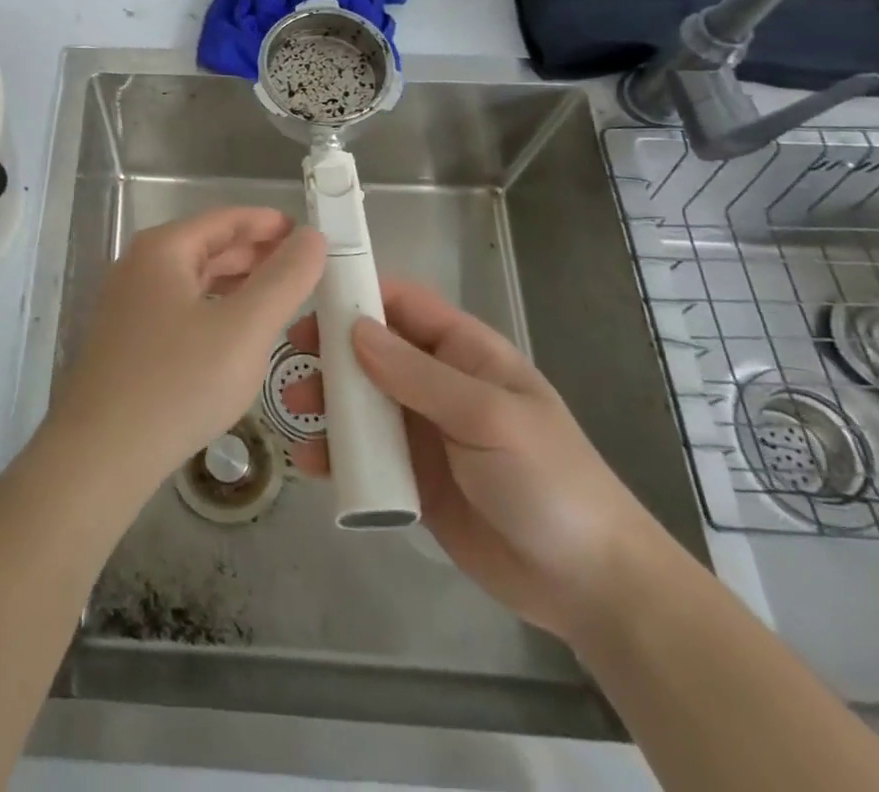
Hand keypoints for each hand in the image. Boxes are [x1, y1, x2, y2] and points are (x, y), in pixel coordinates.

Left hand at [47, 208, 325, 490]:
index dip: (268, 223)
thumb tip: (312, 237)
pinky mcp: (127, 340)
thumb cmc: (178, 382)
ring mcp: (128, 304)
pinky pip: (181, 309)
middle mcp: (140, 266)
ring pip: (194, 281)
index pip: (225, 219)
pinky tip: (237, 335)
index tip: (308, 233)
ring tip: (279, 297)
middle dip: (256, 254)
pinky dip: (215, 309)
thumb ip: (284, 280)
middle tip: (303, 268)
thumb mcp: (244, 328)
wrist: (101, 454)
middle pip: (208, 247)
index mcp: (163, 249)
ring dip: (237, 284)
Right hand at [283, 279, 676, 641]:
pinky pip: (362, 453)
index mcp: (463, 351)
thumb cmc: (548, 480)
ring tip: (293, 412)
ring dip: (324, 400)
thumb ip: (419, 375)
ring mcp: (421, 430)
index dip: (356, 291)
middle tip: (289, 356)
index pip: (401, 302)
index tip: (308, 296)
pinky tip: (309, 462)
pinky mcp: (410, 476)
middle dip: (328, 348)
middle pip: (370, 349)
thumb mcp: (488, 417)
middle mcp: (436, 381)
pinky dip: (333, 452)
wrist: (588, 586)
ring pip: (359, 400)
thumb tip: (353, 329)